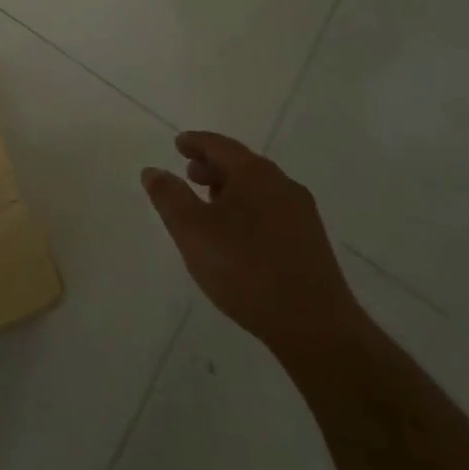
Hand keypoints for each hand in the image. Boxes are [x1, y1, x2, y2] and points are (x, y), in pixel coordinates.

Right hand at [143, 131, 364, 362]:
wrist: (316, 327)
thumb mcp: (192, 232)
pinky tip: (238, 233)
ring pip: (258, 187)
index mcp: (254, 173)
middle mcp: (281, 184)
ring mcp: (301, 213)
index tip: (178, 144)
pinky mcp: (311, 242)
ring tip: (210, 204)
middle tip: (190, 173)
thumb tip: (153, 171)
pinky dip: (249, 207)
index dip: (195, 142)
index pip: (219, 145)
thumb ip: (169, 197)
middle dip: (213, 165)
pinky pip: (271, 209)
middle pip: (241, 163)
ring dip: (231, 188)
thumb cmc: (246, 270)